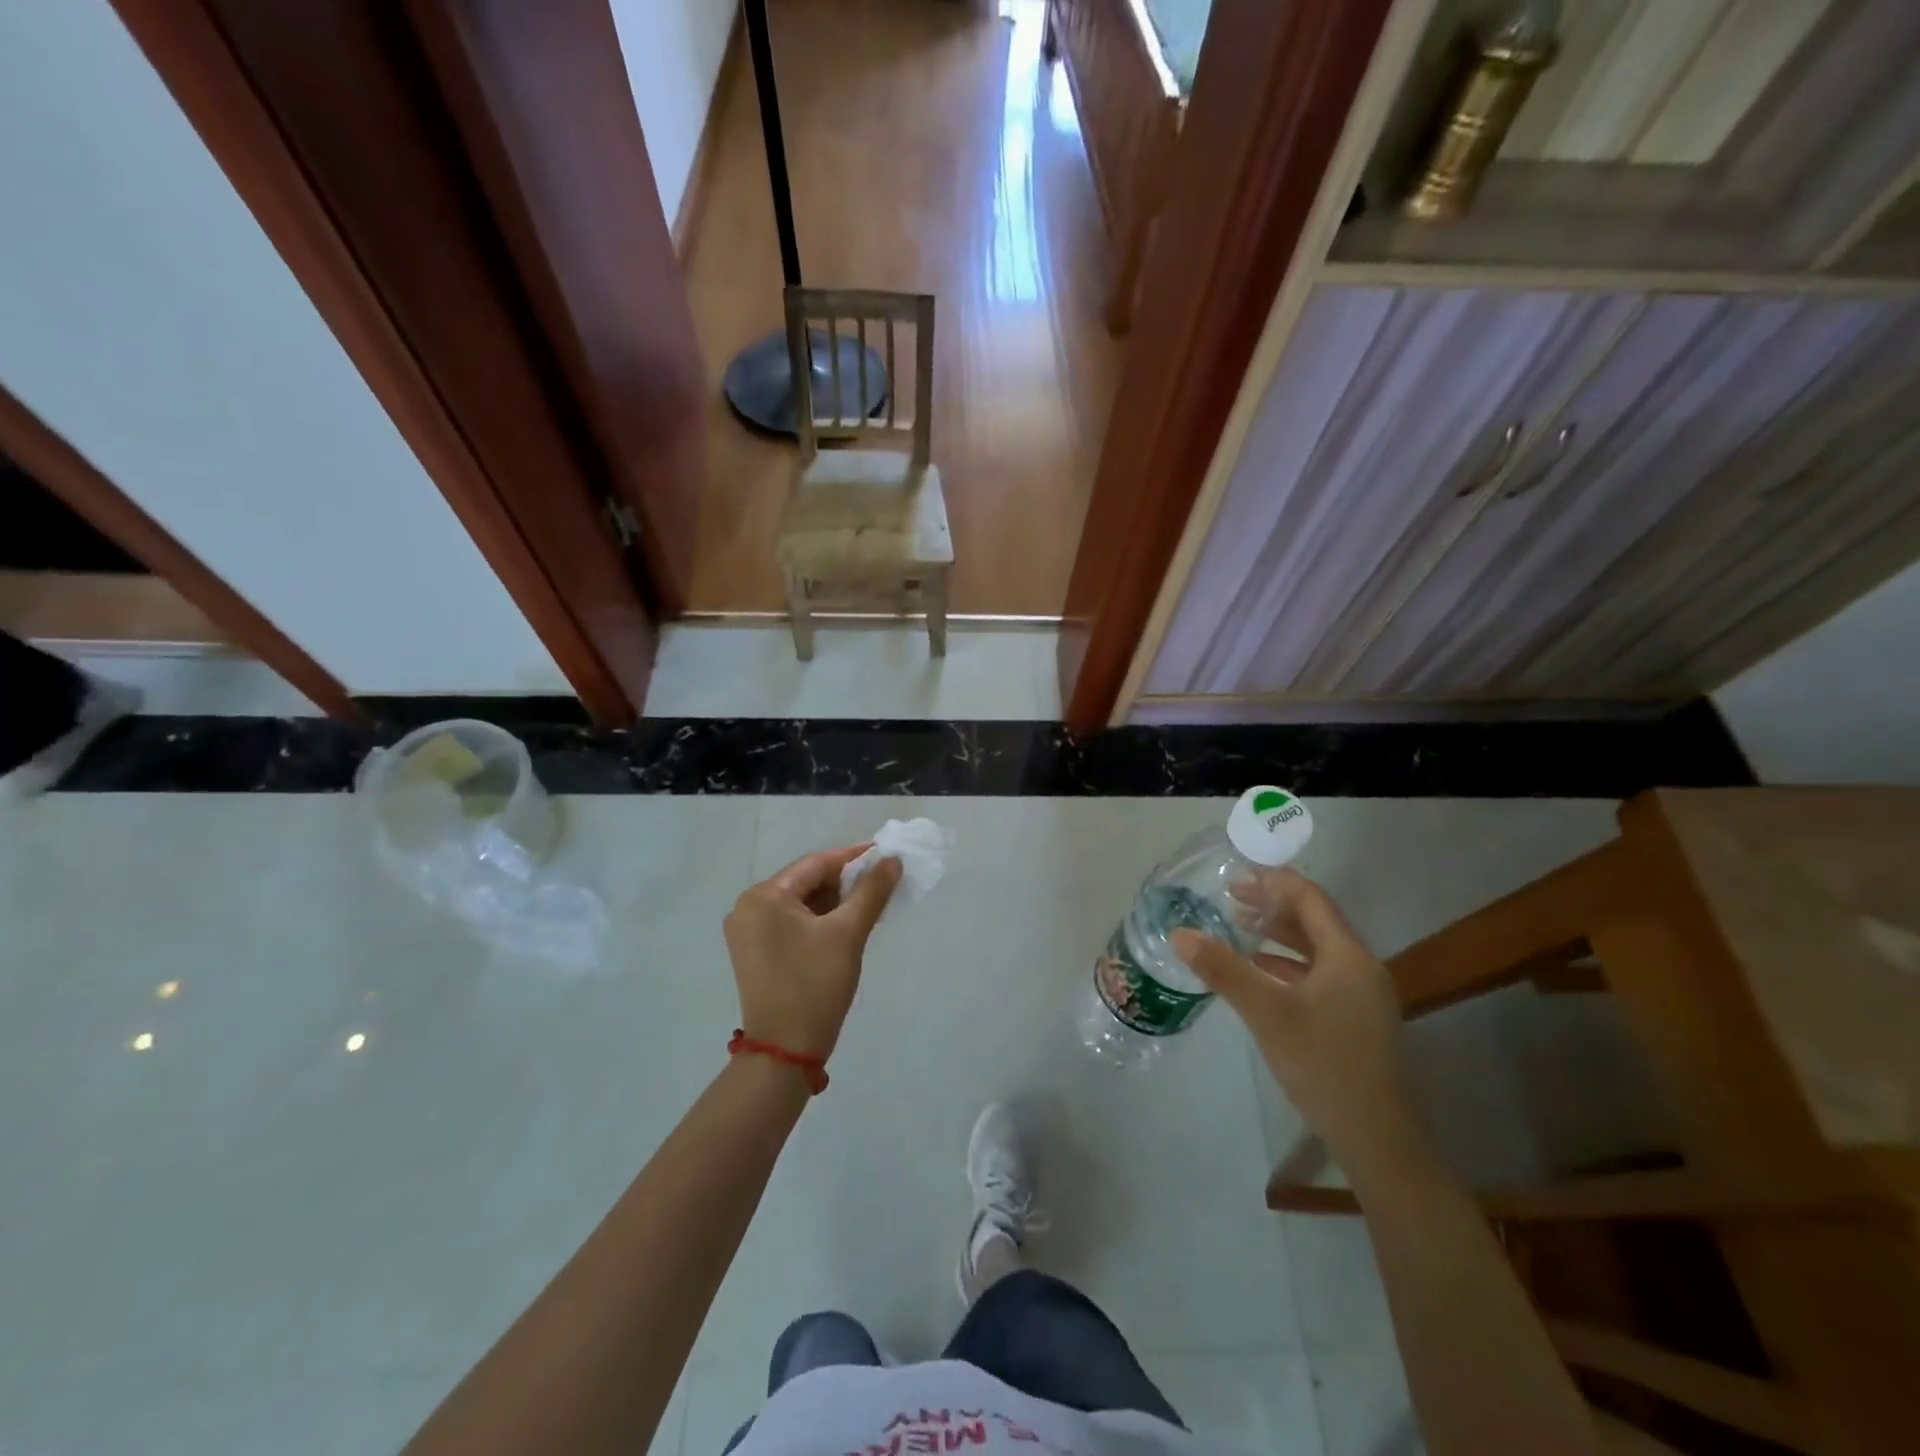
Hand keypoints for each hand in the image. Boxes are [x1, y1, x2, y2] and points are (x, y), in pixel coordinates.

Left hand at [723, 846, 902, 1060]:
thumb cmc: (815, 985)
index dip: (853, 858)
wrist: (785, 1052)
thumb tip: (892, 860)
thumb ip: (872, 891)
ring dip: (834, 903)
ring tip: (871, 904)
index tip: (885, 854)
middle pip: (805, 882)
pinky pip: (792, 924)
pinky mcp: (755, 953)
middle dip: (845, 882)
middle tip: (882, 883)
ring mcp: (748, 933)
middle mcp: (748, 908)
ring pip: (800, 904)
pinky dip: (820, 921)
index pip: (815, 865)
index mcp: (763, 896)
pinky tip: (847, 925)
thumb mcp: (848, 933)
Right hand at [1173, 869, 1423, 1177]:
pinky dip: (1287, 964)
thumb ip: (1223, 970)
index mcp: (1348, 956)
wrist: (1377, 1138)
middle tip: (1230, 898)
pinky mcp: (1355, 1019)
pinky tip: (1260, 971)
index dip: (1274, 881)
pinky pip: (1320, 974)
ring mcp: (1362, 996)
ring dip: (1279, 934)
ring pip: (1317, 949)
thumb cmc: (1323, 1064)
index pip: (1310, 899)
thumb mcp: (1266, 1012)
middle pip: (1316, 921)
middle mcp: (1361, 967)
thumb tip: (1179, 934)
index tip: (1236, 874)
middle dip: (1273, 905)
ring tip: (1239, 926)